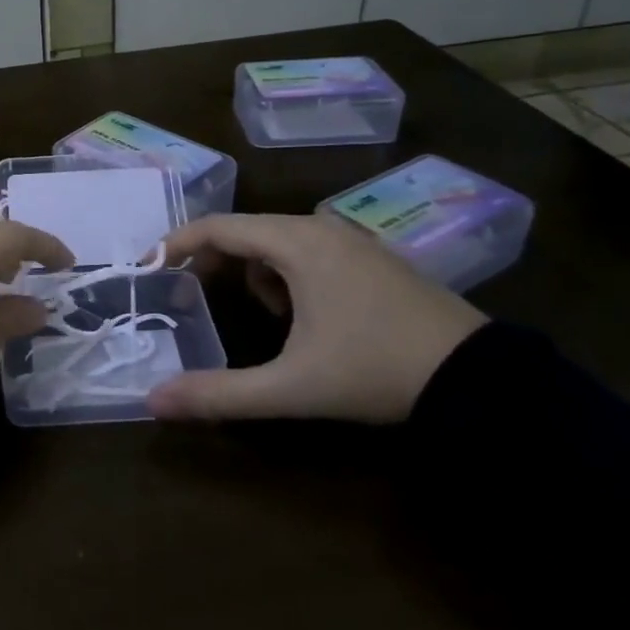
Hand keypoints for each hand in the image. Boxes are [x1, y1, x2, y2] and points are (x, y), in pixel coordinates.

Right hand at [146, 212, 487, 424]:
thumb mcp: (292, 387)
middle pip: (246, 231)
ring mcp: (352, 239)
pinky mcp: (373, 257)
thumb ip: (219, 393)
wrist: (480, 380)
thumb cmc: (375, 370)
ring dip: (256, 271)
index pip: (218, 227)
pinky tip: (306, 315)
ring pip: (279, 240)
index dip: (177, 243)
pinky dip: (289, 273)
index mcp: (296, 242)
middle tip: (192, 294)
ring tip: (266, 317)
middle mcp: (320, 227)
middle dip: (214, 261)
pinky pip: (310, 250)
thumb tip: (153, 402)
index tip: (149, 264)